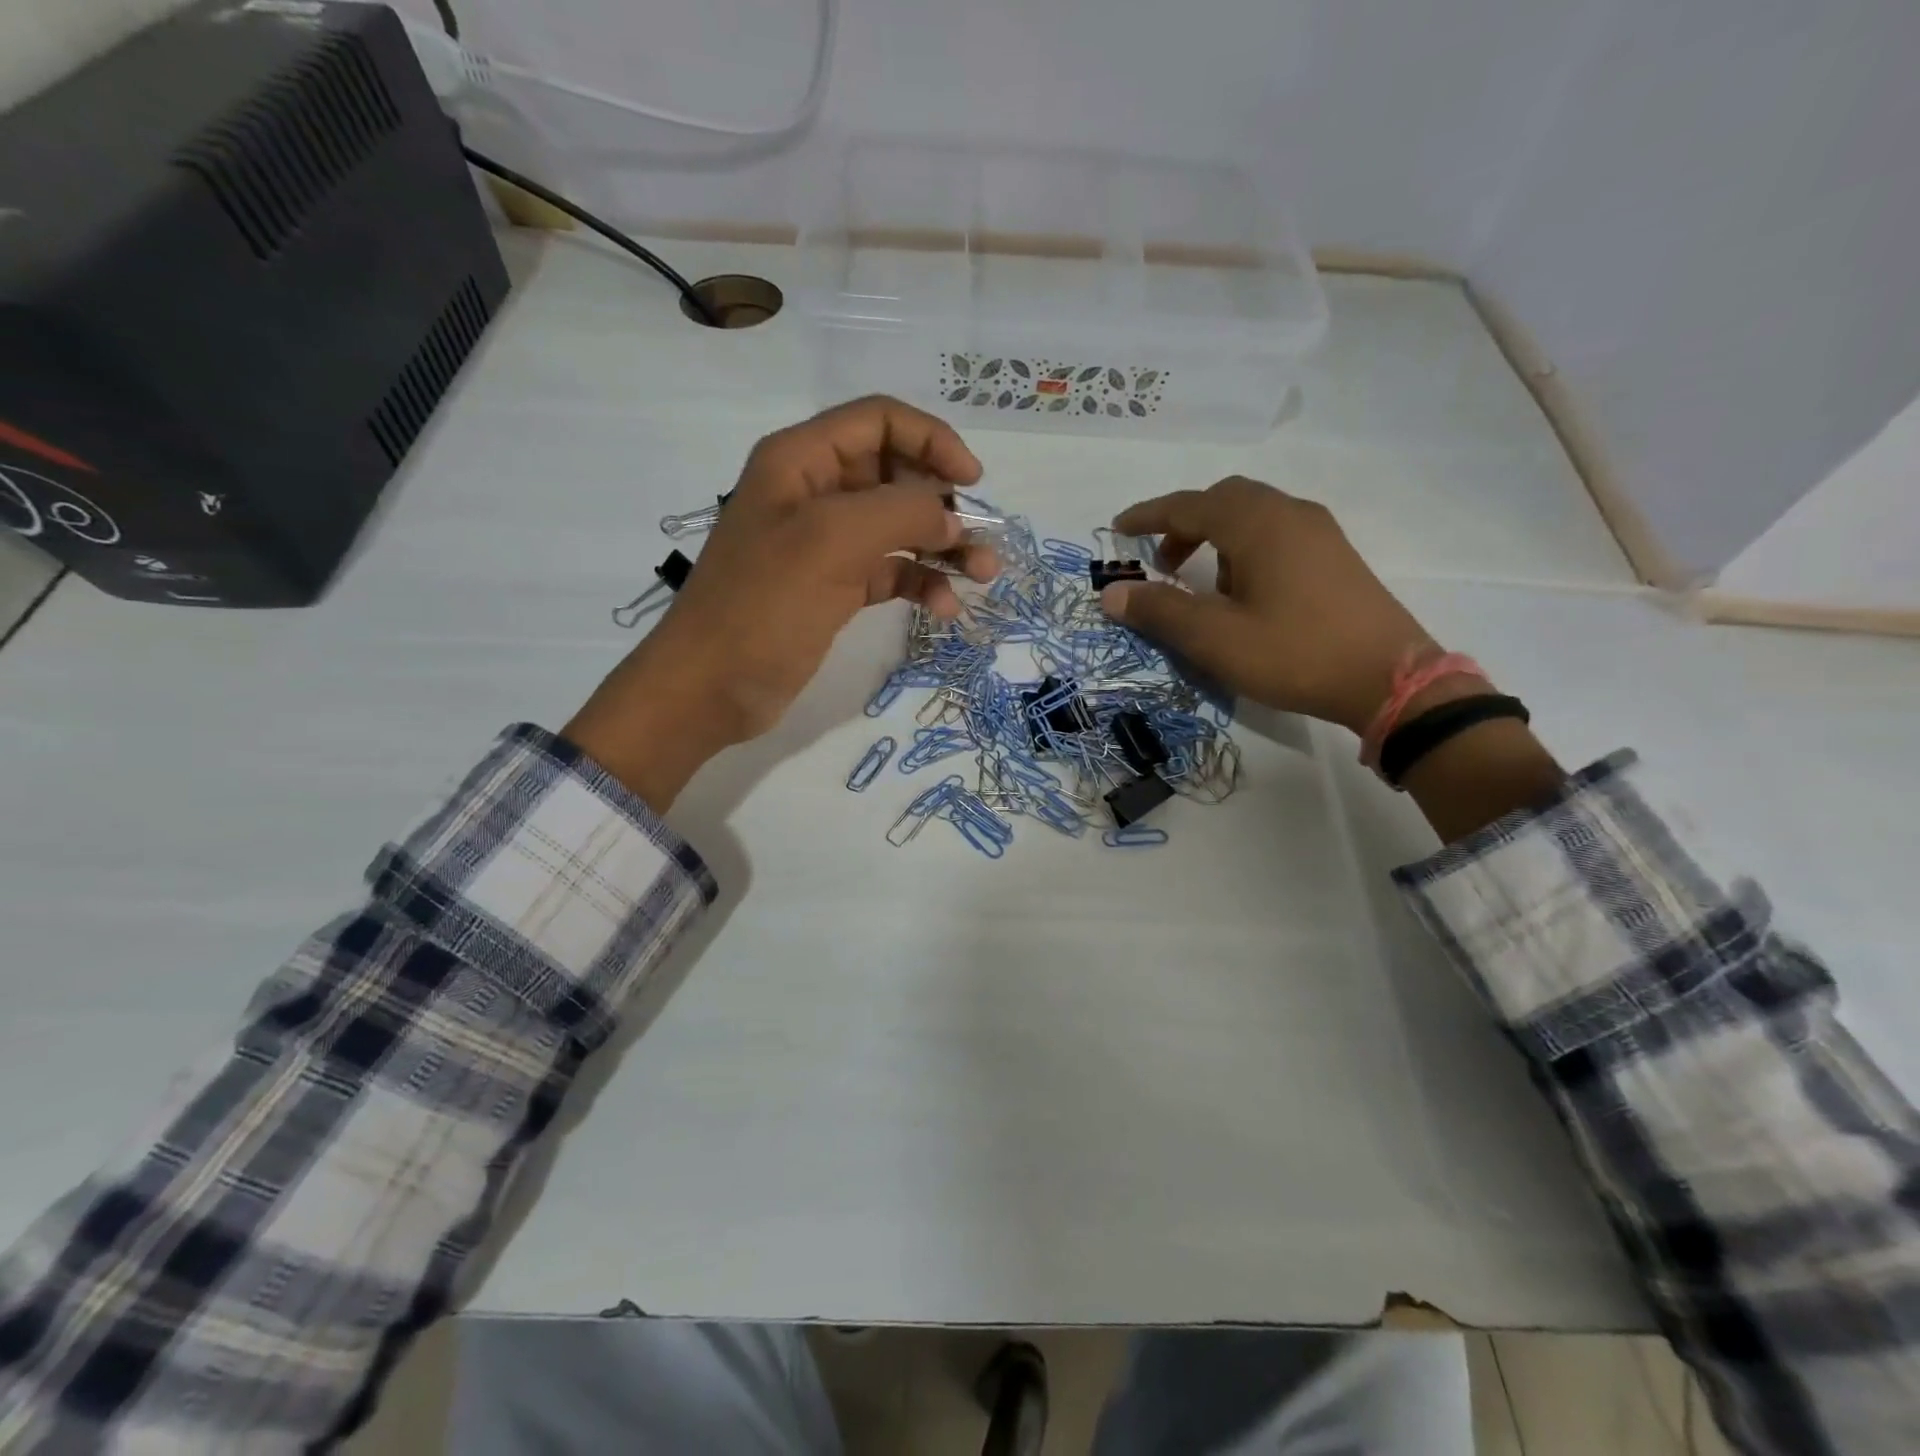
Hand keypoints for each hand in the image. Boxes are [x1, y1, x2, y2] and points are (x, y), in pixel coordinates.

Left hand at [565, 397, 997, 808]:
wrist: (710, 687)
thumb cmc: (762, 606)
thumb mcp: (831, 542)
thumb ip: (900, 514)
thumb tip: (950, 516)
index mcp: (802, 461)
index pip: (879, 422)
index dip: (931, 440)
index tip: (972, 480)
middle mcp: (815, 493)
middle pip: (896, 474)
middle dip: (944, 501)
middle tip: (980, 541)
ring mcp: (825, 544)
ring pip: (899, 527)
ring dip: (943, 546)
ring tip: (982, 575)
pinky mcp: (834, 588)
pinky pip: (890, 571)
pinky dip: (920, 582)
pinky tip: (945, 608)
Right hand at [1099, 477, 1435, 734]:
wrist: (1389, 680)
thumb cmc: (1294, 653)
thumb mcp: (1215, 639)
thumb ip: (1160, 611)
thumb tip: (1111, 592)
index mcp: (1257, 524)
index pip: (1189, 505)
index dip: (1149, 516)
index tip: (1119, 529)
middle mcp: (1289, 514)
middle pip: (1224, 500)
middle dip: (1185, 525)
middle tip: (1161, 563)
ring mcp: (1319, 532)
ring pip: (1253, 516)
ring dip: (1216, 538)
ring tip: (1202, 586)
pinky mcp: (1336, 555)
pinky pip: (1278, 533)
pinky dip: (1246, 549)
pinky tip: (1246, 594)